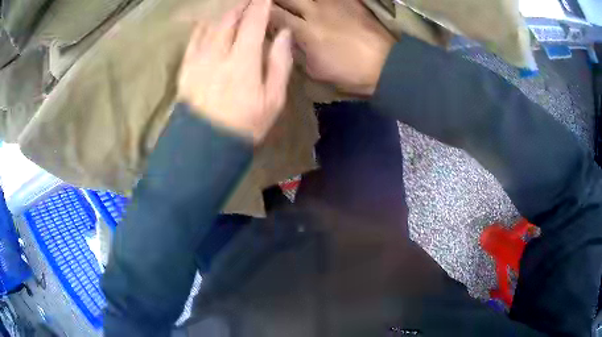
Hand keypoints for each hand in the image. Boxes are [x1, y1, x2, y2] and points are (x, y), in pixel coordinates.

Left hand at [178, 0, 292, 142]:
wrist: (205, 146)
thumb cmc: (245, 125)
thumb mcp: (273, 100)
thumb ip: (279, 63)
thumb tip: (282, 34)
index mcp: (243, 61)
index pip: (252, 22)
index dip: (260, 5)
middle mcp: (218, 54)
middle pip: (229, 18)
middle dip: (241, 4)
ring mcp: (198, 59)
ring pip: (211, 24)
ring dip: (224, 11)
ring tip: (233, 5)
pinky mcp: (186, 67)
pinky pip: (194, 38)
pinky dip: (204, 24)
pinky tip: (209, 20)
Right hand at [271, 0, 394, 95]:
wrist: (387, 65)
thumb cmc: (351, 73)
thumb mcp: (317, 70)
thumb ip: (298, 51)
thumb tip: (287, 38)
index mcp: (306, 32)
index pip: (274, 15)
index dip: (261, 11)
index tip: (254, 11)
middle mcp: (316, 12)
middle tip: (265, 3)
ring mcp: (334, 3)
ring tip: (290, 2)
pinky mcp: (350, 1)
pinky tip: (314, 2)